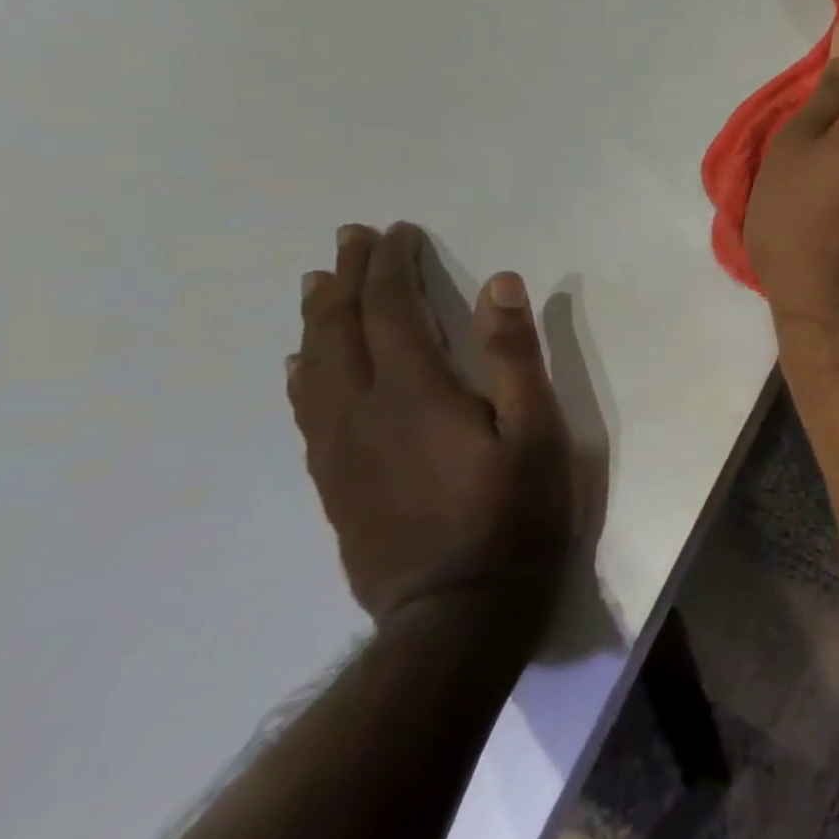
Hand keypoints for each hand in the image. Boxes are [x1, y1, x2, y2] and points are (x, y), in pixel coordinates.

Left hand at [287, 221, 573, 634]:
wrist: (457, 606)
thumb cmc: (515, 510)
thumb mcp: (536, 428)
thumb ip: (515, 354)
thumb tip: (499, 282)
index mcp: (415, 391)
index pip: (393, 310)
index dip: (393, 266)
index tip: (398, 232)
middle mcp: (362, 409)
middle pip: (344, 329)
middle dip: (349, 279)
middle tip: (352, 239)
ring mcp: (339, 447)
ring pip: (314, 366)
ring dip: (317, 318)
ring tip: (317, 285)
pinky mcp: (334, 478)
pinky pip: (305, 409)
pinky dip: (302, 372)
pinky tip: (301, 365)